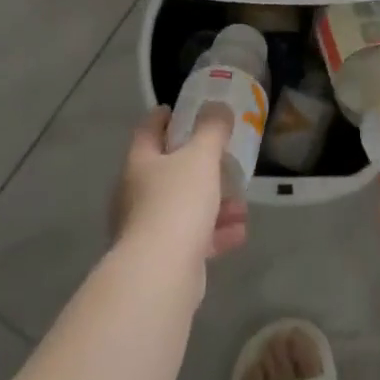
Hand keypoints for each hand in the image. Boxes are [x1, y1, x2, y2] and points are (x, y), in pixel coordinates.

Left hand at [112, 106, 249, 260]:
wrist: (161, 272)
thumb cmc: (177, 202)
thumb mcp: (200, 157)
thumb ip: (212, 130)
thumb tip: (217, 106)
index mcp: (140, 163)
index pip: (149, 129)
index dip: (165, 116)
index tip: (182, 109)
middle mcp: (137, 193)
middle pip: (168, 170)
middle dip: (199, 166)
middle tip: (223, 159)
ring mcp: (147, 227)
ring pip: (184, 206)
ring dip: (214, 203)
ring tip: (242, 204)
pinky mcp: (163, 257)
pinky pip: (192, 237)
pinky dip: (215, 232)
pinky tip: (239, 232)